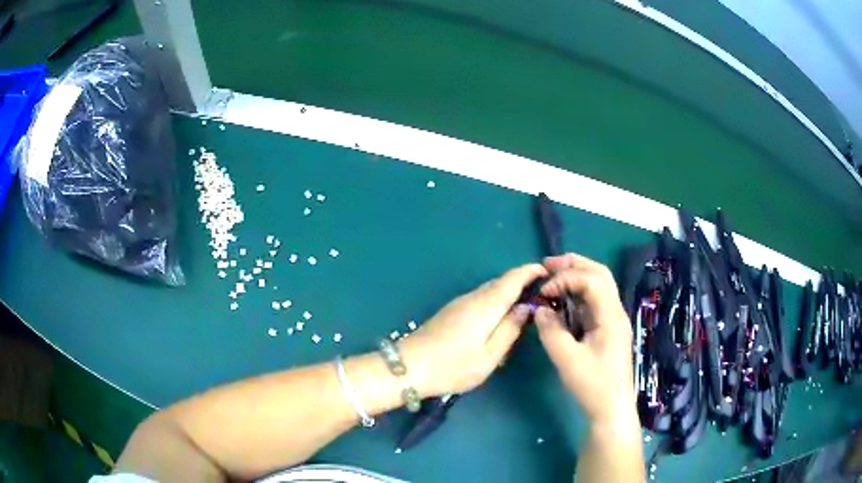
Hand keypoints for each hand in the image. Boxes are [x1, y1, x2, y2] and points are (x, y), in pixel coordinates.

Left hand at [399, 264, 546, 397]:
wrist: (408, 368)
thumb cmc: (453, 366)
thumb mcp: (489, 356)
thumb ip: (510, 330)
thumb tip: (526, 308)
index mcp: (486, 305)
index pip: (512, 278)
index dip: (530, 271)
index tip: (548, 272)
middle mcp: (472, 297)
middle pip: (501, 282)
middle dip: (522, 282)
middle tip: (542, 293)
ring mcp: (459, 303)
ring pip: (489, 290)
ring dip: (508, 292)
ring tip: (524, 306)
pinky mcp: (450, 311)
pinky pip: (480, 299)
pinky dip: (495, 301)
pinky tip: (498, 318)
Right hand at [533, 254, 637, 427]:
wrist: (611, 409)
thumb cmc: (592, 385)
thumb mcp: (567, 360)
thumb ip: (551, 331)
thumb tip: (540, 308)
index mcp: (611, 316)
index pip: (591, 280)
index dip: (566, 278)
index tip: (544, 292)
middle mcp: (615, 312)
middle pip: (599, 274)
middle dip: (574, 265)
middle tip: (547, 264)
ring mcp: (613, 320)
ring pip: (598, 286)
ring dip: (576, 277)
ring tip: (552, 276)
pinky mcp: (607, 329)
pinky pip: (593, 302)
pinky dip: (577, 294)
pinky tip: (562, 300)